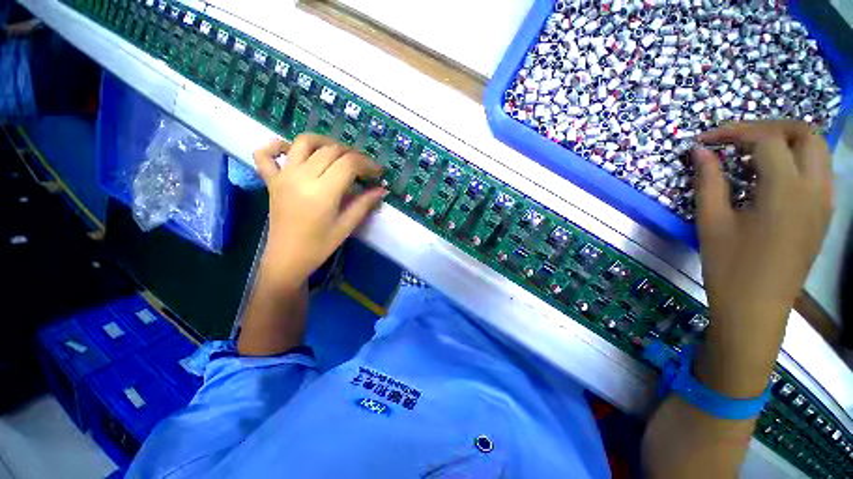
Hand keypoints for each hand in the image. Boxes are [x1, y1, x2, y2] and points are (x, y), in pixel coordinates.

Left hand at [253, 134, 384, 290]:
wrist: (287, 258)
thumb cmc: (319, 245)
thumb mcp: (346, 226)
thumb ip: (364, 204)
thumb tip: (381, 189)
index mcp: (322, 192)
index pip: (349, 164)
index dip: (368, 164)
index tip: (379, 171)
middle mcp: (301, 177)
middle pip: (331, 151)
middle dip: (353, 154)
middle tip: (364, 167)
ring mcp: (283, 176)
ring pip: (304, 142)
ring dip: (325, 142)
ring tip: (339, 153)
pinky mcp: (271, 180)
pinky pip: (265, 154)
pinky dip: (276, 145)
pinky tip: (291, 150)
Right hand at [691, 120, 832, 394]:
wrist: (756, 309)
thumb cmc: (729, 267)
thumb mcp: (711, 222)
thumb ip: (708, 181)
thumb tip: (702, 152)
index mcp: (786, 191)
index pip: (767, 139)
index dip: (734, 132)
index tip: (706, 140)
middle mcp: (815, 190)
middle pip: (804, 134)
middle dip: (769, 127)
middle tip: (736, 139)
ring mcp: (824, 203)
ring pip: (817, 151)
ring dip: (786, 142)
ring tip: (752, 155)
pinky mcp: (823, 216)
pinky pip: (818, 172)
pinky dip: (796, 161)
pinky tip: (771, 177)